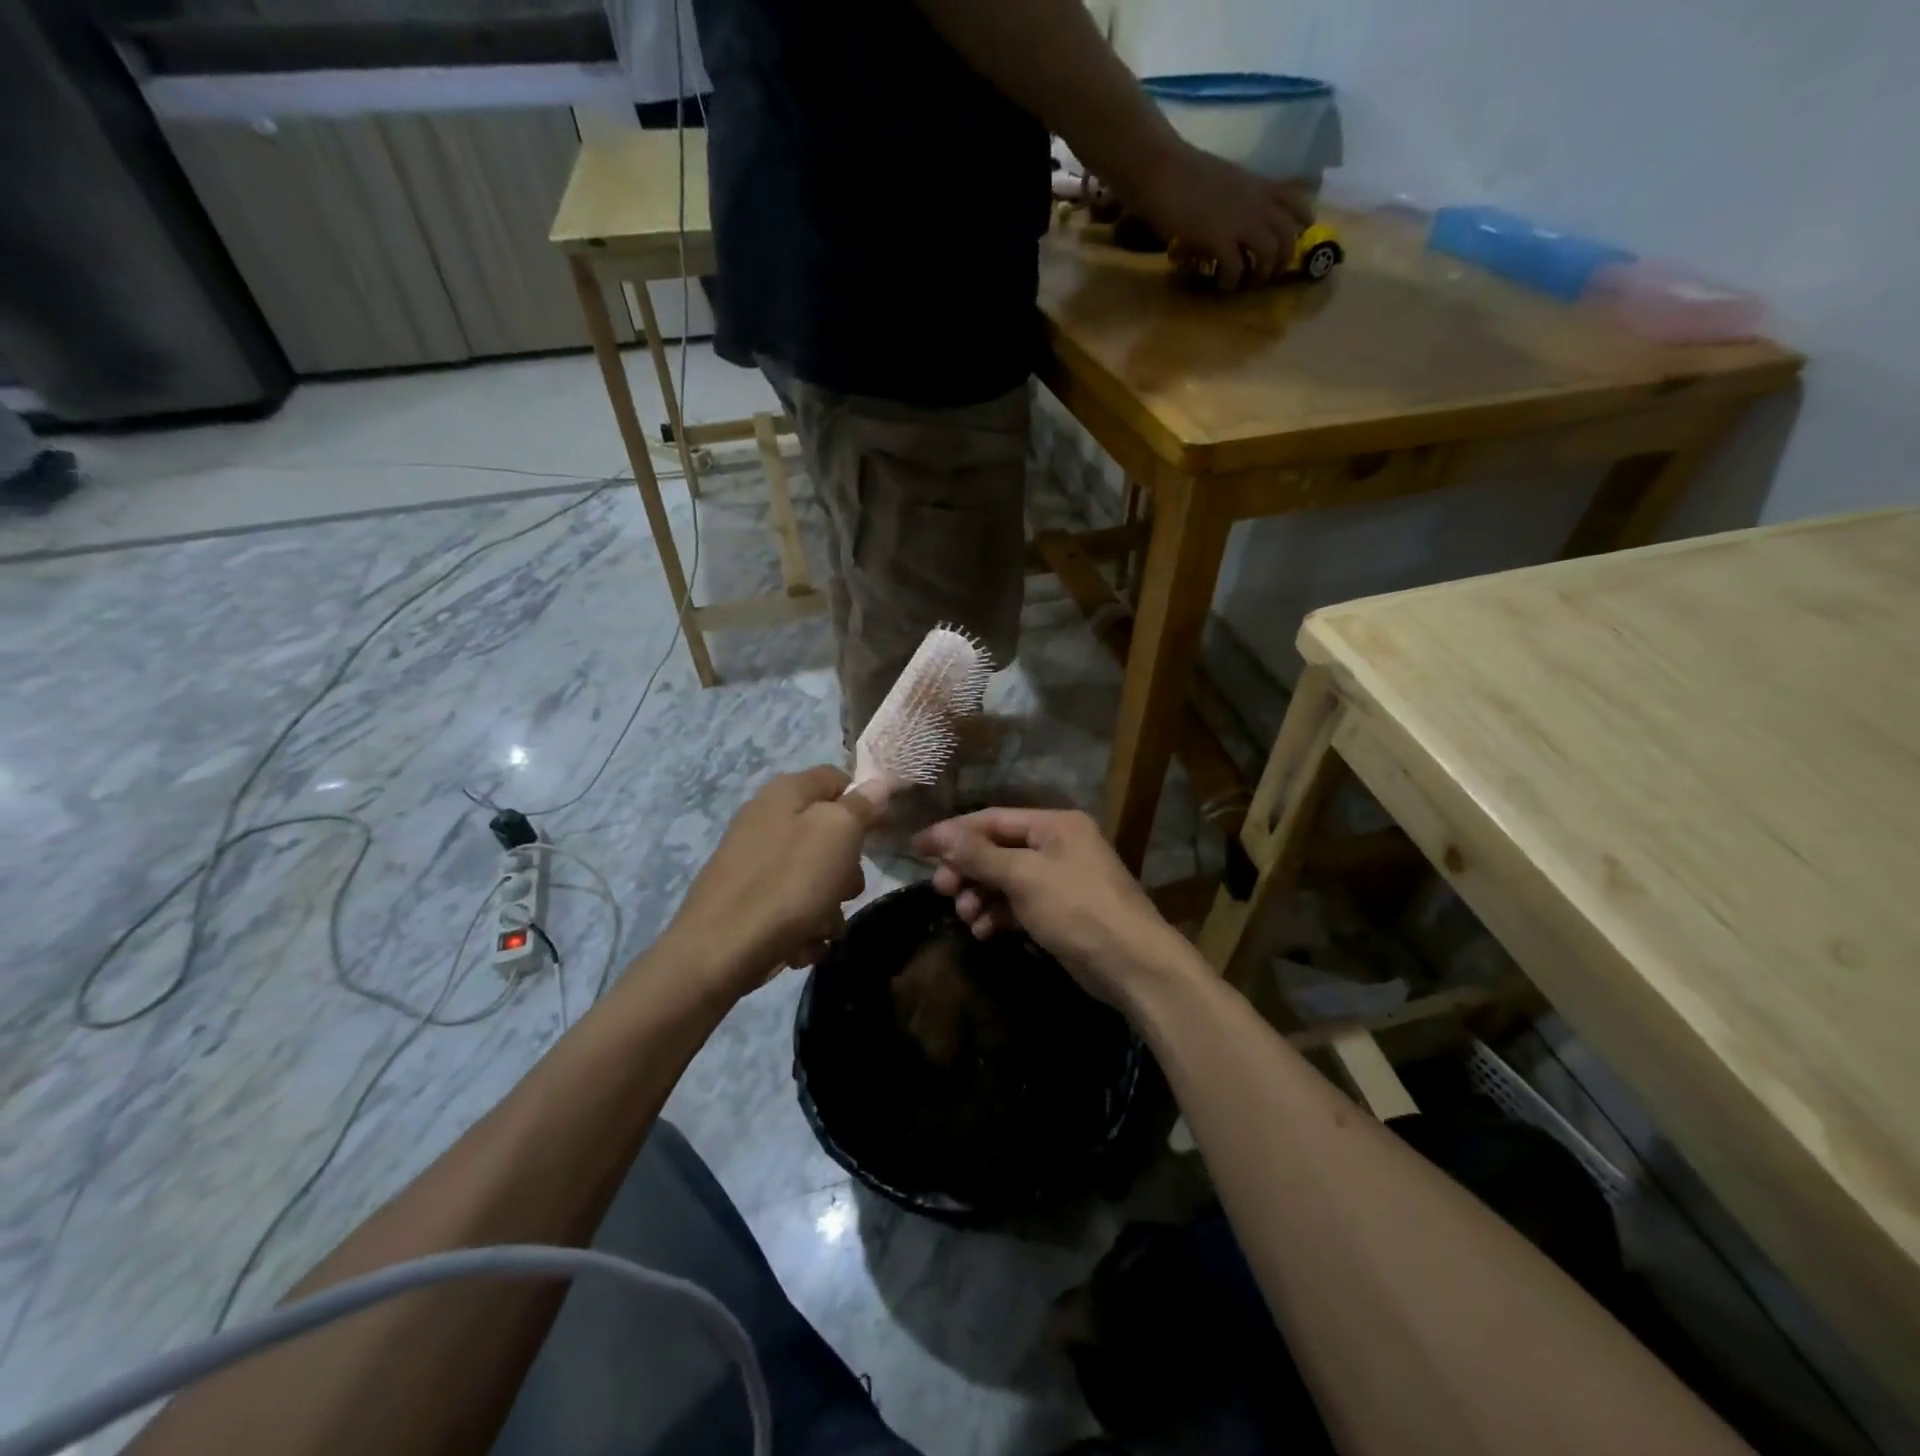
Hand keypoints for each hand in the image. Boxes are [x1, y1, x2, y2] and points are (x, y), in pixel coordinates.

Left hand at [667, 766, 879, 997]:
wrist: (718, 952)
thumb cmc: (787, 883)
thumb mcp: (837, 834)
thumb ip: (861, 805)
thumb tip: (879, 783)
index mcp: (786, 791)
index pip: (838, 778)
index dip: (864, 802)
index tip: (880, 835)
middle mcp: (766, 817)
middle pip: (828, 832)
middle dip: (846, 866)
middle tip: (846, 889)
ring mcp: (753, 859)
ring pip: (814, 874)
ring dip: (828, 904)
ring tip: (821, 926)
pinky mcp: (745, 897)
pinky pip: (791, 903)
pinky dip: (802, 924)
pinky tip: (799, 943)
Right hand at [911, 807, 1199, 1012]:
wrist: (1133, 965)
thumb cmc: (1078, 909)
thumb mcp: (1025, 877)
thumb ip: (980, 855)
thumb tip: (940, 835)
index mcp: (1055, 825)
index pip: (992, 819)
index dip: (953, 832)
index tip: (916, 847)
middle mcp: (1058, 845)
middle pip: (997, 849)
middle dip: (967, 869)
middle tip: (941, 888)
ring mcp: (1060, 880)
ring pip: (1005, 879)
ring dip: (980, 895)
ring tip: (965, 914)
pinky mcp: (1060, 911)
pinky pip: (1018, 904)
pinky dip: (998, 914)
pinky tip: (983, 931)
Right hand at [1132, 141, 1314, 289]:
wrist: (1165, 172)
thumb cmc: (1187, 173)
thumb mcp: (1226, 180)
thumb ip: (1238, 199)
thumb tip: (1235, 219)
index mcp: (1259, 186)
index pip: (1296, 201)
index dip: (1301, 222)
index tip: (1295, 237)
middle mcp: (1257, 203)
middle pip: (1288, 234)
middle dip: (1283, 259)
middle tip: (1270, 274)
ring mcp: (1240, 221)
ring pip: (1269, 252)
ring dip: (1261, 273)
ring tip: (1248, 282)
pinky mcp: (1220, 240)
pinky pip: (1236, 268)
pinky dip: (1232, 282)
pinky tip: (1223, 285)